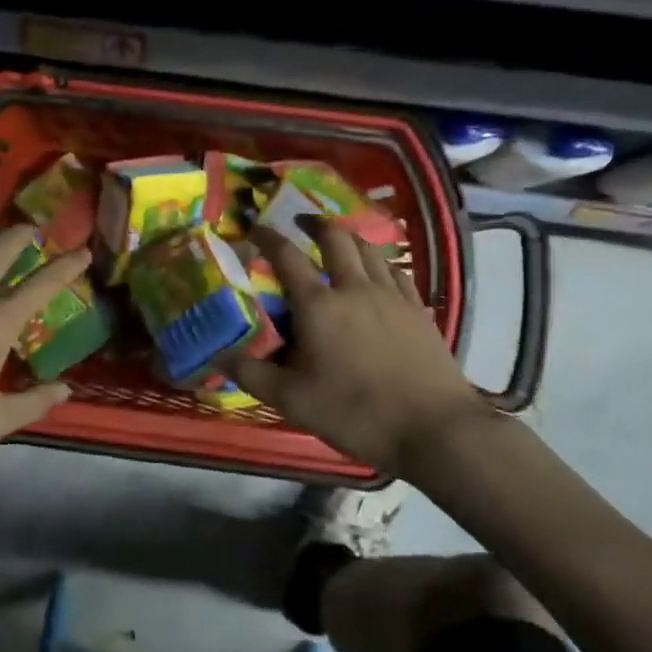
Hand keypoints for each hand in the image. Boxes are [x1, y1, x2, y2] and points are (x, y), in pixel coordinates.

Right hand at [228, 223, 493, 475]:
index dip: (267, 237)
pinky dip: (380, 263)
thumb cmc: (356, 412)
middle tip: (301, 223)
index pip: (286, 257)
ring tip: (338, 242)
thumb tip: (216, 356)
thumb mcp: (293, 400)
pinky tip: (379, 273)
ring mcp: (392, 296)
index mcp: (319, 305)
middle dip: (315, 224)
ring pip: (369, 249)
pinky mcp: (418, 309)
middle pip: (336, 238)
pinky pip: (397, 271)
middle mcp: (354, 288)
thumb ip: (252, 374)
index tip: (255, 227)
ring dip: (349, 237)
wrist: (434, 428)